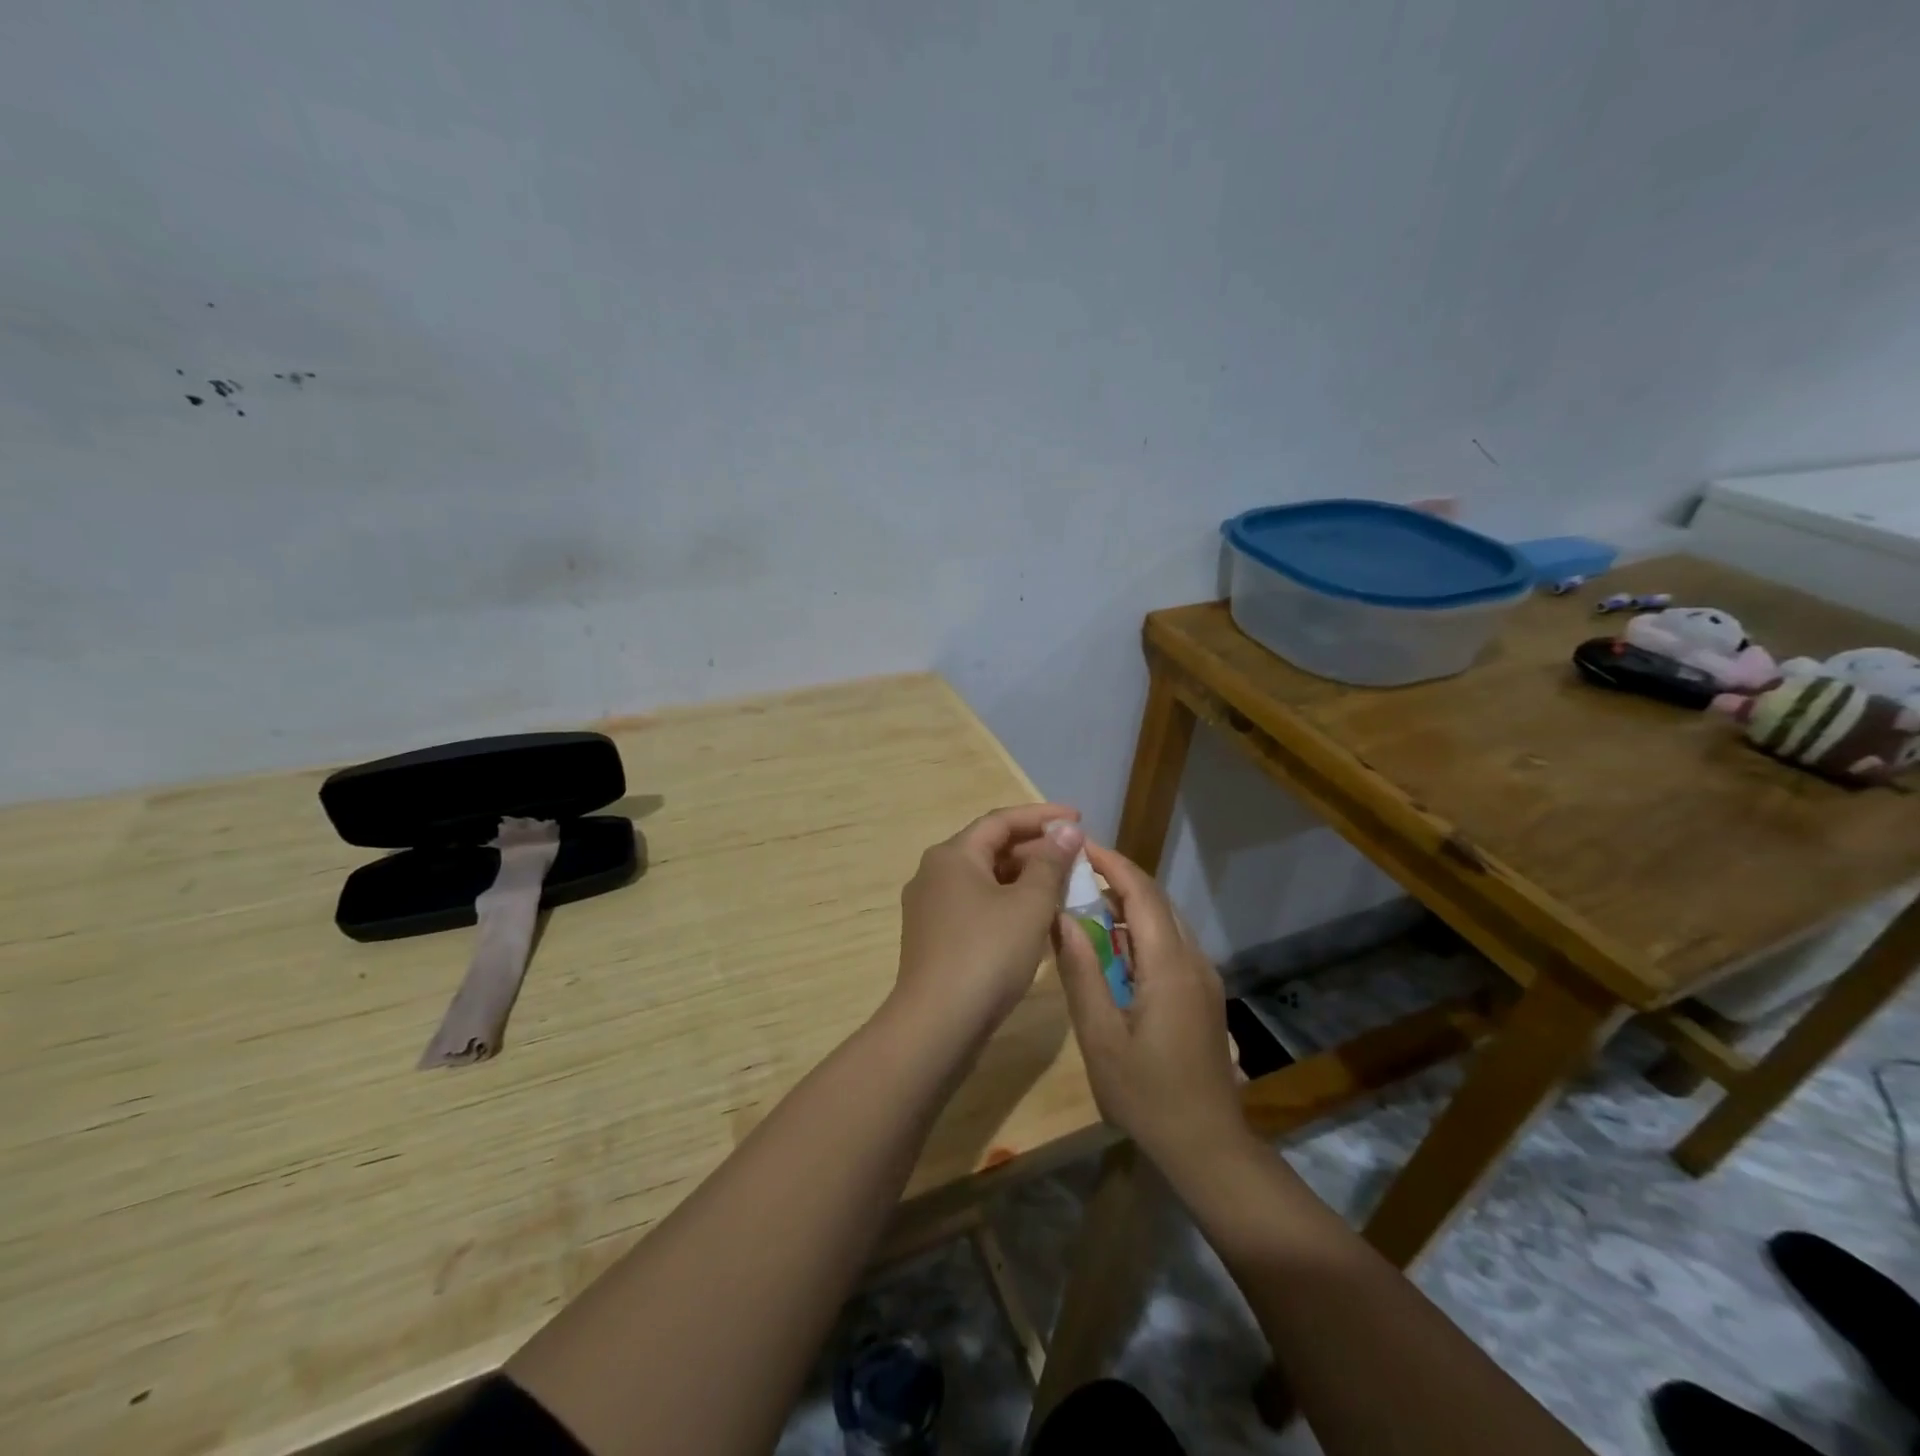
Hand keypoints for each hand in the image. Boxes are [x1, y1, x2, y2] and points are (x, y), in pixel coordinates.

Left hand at [892, 805, 1084, 1039]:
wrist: (937, 1024)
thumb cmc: (987, 954)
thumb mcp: (1029, 905)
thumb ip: (1050, 863)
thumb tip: (1066, 830)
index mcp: (952, 855)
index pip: (1001, 821)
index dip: (1042, 816)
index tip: (1078, 818)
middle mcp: (934, 873)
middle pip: (990, 849)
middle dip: (1035, 850)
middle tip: (1075, 858)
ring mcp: (931, 908)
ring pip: (985, 881)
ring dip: (1024, 880)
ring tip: (1063, 888)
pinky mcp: (934, 939)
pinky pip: (977, 908)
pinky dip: (1008, 906)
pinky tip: (1036, 922)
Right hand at [1053, 842, 1248, 1168]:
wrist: (1207, 1145)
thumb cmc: (1146, 1094)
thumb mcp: (1100, 1036)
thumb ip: (1081, 973)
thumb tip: (1063, 918)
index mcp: (1169, 965)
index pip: (1142, 893)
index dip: (1111, 864)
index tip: (1079, 846)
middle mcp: (1193, 960)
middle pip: (1156, 901)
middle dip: (1118, 878)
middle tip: (1074, 871)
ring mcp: (1203, 977)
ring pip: (1166, 921)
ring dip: (1129, 903)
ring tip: (1085, 901)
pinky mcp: (1203, 994)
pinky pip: (1171, 944)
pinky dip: (1141, 930)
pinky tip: (1113, 947)